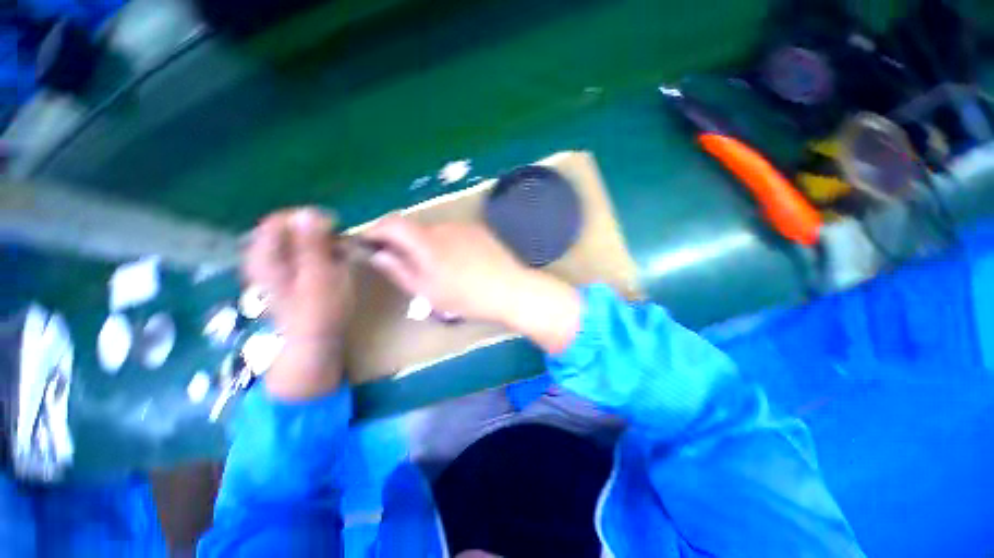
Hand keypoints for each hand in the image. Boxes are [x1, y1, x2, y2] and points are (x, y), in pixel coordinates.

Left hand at [243, 207, 353, 399]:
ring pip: (297, 241)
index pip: (279, 220)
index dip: (308, 219)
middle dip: (317, 232)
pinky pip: (302, 252)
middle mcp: (264, 258)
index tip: (335, 228)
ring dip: (321, 243)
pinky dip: (319, 252)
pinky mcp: (287, 275)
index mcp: (265, 257)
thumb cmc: (321, 309)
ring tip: (339, 255)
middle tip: (340, 245)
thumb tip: (308, 211)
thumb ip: (312, 243)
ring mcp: (275, 267)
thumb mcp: (320, 274)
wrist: (316, 340)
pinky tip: (332, 263)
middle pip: (289, 229)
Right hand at [361, 215, 581, 352]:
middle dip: (402, 241)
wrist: (510, 290)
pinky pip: (453, 232)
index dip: (376, 230)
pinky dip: (445, 242)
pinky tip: (458, 261)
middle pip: (412, 227)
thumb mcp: (427, 291)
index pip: (391, 222)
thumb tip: (377, 254)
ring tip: (438, 267)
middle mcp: (443, 226)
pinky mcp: (478, 230)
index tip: (371, 244)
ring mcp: (463, 226)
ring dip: (425, 243)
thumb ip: (399, 269)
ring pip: (434, 230)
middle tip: (405, 263)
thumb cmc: (466, 297)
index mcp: (426, 241)